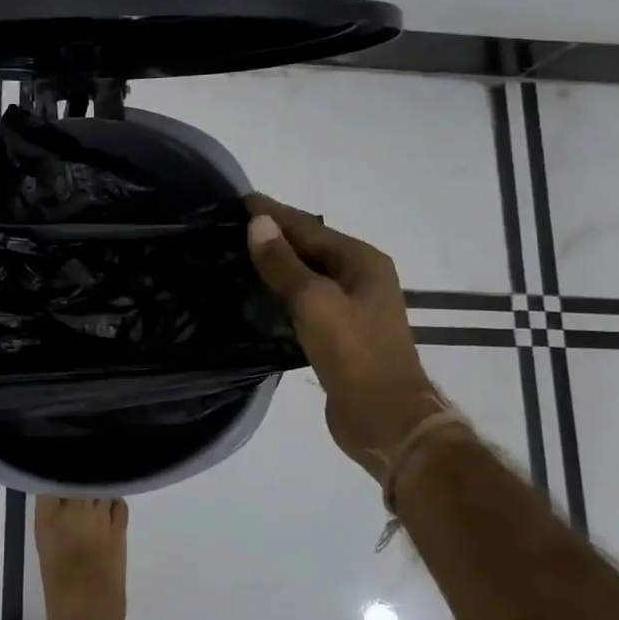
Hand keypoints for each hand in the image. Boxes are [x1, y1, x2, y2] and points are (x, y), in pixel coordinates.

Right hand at [245, 195, 443, 482]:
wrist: (386, 420)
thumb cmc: (354, 354)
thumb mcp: (314, 303)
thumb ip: (284, 263)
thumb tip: (258, 222)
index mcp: (362, 261)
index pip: (309, 228)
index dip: (274, 213)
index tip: (241, 199)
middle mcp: (361, 277)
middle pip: (310, 247)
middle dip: (274, 235)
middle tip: (232, 226)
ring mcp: (352, 306)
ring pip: (307, 275)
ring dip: (277, 264)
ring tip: (239, 255)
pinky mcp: (340, 333)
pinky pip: (306, 300)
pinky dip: (283, 292)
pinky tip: (259, 295)